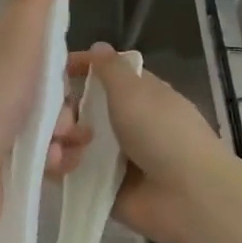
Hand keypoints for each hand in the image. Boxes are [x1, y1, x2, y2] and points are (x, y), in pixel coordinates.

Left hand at [0, 0, 86, 236]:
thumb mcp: (17, 42)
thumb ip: (34, 1)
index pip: (24, 33)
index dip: (53, 44)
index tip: (75, 60)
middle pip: (42, 80)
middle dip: (64, 97)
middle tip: (65, 111)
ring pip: (46, 118)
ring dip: (64, 129)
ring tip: (62, 141)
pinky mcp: (0, 161)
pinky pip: (41, 150)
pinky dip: (53, 156)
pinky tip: (54, 163)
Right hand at [68, 43, 231, 242]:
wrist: (187, 196)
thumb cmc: (163, 134)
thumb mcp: (135, 90)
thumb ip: (110, 68)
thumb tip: (98, 46)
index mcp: (138, 96)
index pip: (103, 75)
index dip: (80, 69)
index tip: (54, 70)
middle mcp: (124, 123)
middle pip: (79, 108)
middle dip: (62, 111)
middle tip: (63, 122)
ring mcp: (111, 157)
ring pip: (69, 140)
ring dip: (58, 139)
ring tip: (62, 147)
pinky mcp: (100, 187)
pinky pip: (68, 172)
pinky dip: (59, 166)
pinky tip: (61, 165)